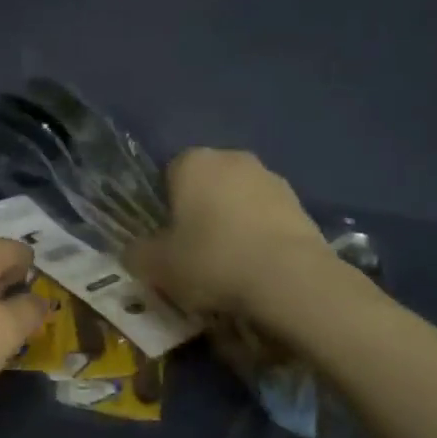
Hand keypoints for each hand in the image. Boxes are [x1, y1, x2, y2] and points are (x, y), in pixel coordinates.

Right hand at [129, 149, 333, 318]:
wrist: (289, 279)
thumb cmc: (211, 260)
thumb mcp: (157, 265)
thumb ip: (137, 253)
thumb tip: (134, 251)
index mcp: (193, 162)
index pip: (168, 175)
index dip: (165, 209)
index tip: (167, 240)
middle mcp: (233, 158)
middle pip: (206, 186)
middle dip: (199, 213)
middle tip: (194, 255)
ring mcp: (272, 179)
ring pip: (238, 202)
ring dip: (231, 225)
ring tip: (229, 268)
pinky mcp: (301, 205)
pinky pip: (266, 219)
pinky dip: (259, 238)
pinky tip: (256, 269)